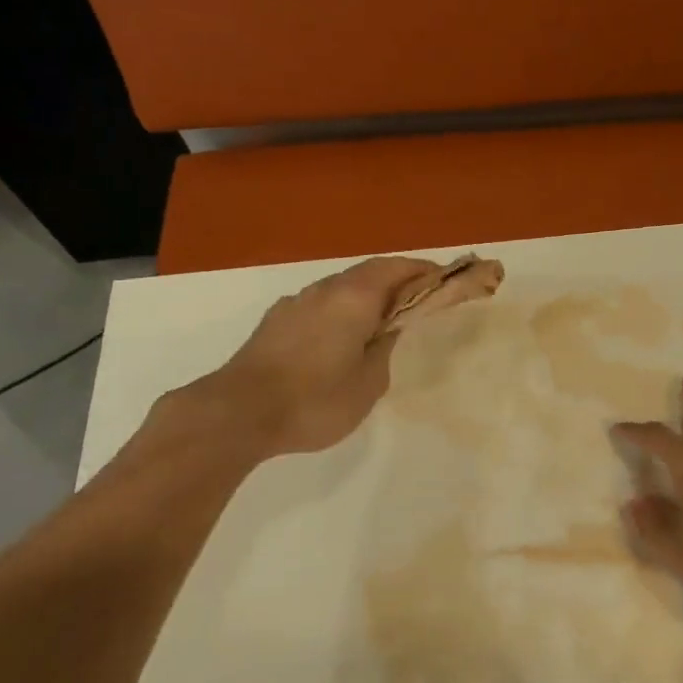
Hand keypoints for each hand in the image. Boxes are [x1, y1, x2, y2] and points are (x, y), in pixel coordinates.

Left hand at [160, 256, 440, 461]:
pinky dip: (341, 309)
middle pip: (367, 273)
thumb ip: (383, 350)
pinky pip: (319, 304)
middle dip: (395, 280)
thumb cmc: (314, 401)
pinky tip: (341, 336)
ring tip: (382, 319)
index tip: (444, 278)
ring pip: (340, 287)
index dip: (421, 270)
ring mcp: (295, 304)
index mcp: (354, 298)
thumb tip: (386, 331)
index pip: (395, 268)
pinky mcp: (275, 322)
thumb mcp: (368, 384)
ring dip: (366, 294)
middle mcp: (324, 291)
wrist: (238, 413)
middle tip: (418, 298)